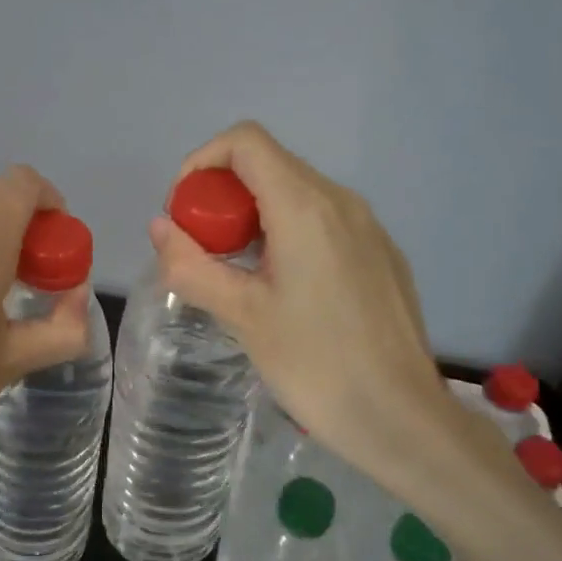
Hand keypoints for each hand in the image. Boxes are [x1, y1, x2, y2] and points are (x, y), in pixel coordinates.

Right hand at [149, 122, 504, 507]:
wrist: (401, 418)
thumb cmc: (315, 364)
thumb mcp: (241, 315)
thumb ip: (191, 265)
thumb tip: (160, 227)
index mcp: (305, 207)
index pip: (245, 142)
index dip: (202, 163)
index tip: (184, 212)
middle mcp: (341, 201)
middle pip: (269, 165)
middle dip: (223, 195)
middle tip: (202, 250)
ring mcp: (368, 227)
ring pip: (297, 194)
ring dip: (254, 216)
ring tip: (236, 273)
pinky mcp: (381, 254)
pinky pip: (324, 221)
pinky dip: (287, 233)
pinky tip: (283, 289)